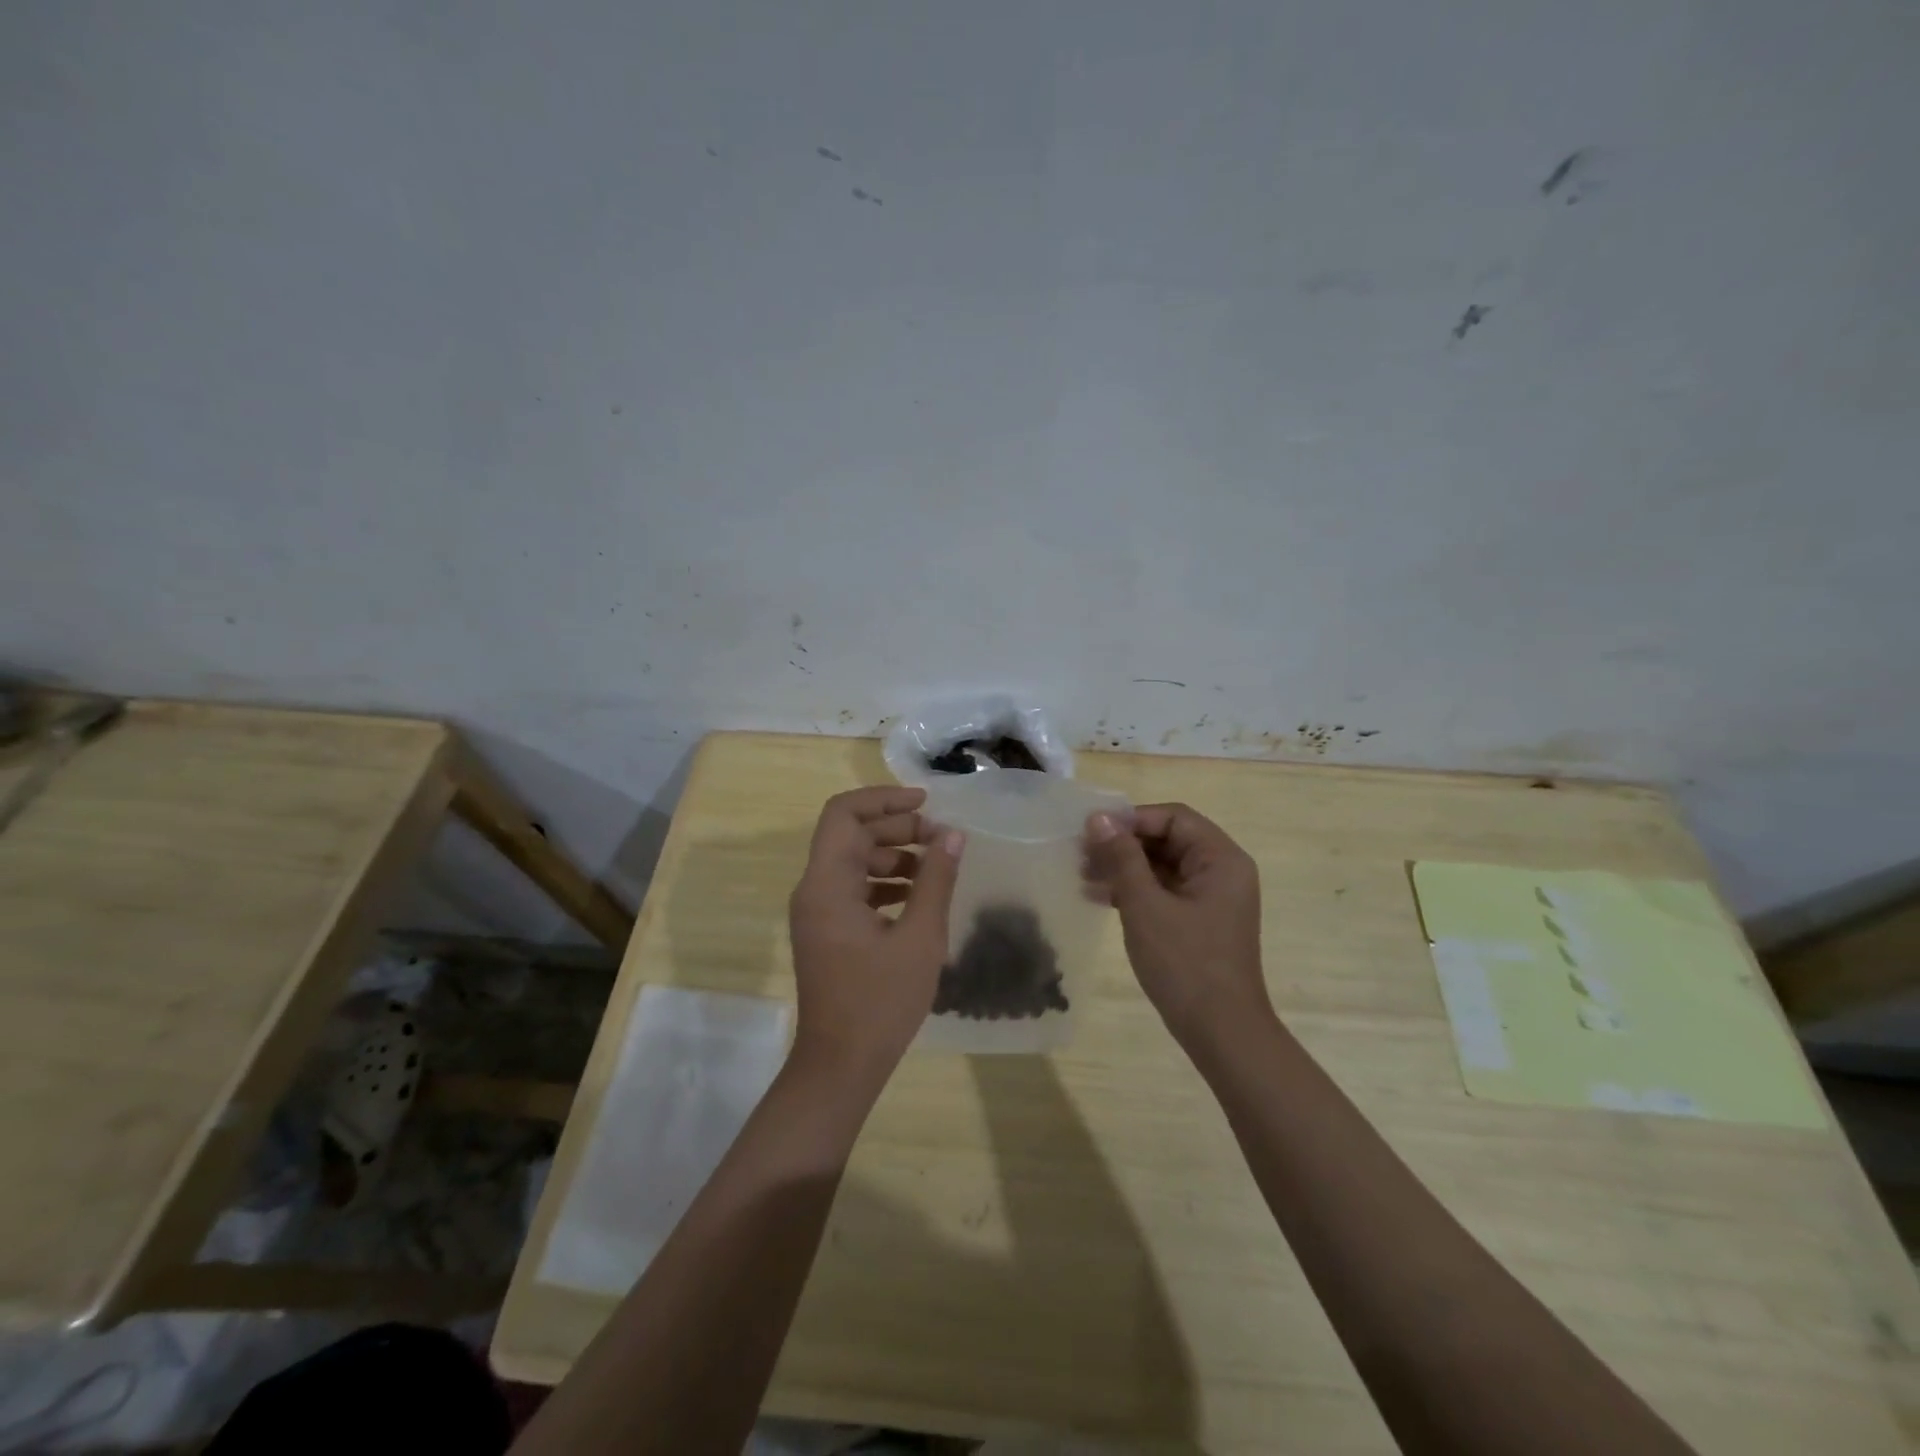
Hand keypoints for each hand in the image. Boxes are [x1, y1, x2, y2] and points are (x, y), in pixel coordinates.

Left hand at [788, 786, 964, 1086]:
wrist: (840, 1066)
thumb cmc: (880, 1002)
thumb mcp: (920, 938)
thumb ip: (936, 880)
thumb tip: (952, 835)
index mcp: (827, 884)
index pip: (844, 814)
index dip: (884, 799)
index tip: (925, 803)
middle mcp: (814, 889)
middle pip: (851, 835)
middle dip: (897, 828)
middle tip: (941, 838)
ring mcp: (818, 912)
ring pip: (854, 861)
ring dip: (894, 855)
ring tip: (937, 866)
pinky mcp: (828, 930)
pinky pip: (854, 888)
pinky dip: (885, 882)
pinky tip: (919, 895)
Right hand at [1085, 803, 1269, 1046]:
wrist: (1221, 1032)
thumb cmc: (1185, 963)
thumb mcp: (1145, 905)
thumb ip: (1122, 857)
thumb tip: (1099, 818)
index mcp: (1221, 859)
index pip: (1173, 817)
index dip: (1131, 818)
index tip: (1092, 831)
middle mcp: (1222, 871)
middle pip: (1168, 839)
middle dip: (1123, 844)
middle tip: (1080, 854)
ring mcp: (1212, 898)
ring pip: (1163, 866)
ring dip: (1124, 867)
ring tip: (1082, 876)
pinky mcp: (1200, 920)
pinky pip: (1164, 891)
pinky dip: (1135, 890)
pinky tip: (1099, 897)